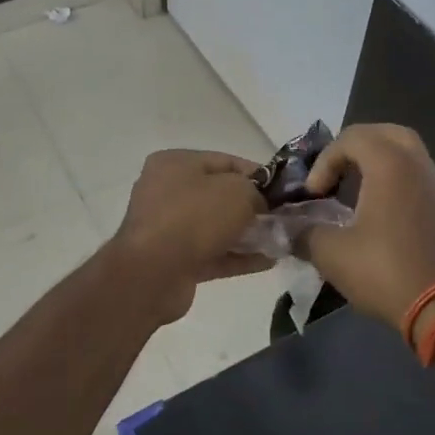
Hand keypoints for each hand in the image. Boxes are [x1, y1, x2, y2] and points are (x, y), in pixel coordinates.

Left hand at [109, 150, 271, 324]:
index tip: (282, 189)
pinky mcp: (173, 260)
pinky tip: (268, 262)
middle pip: (219, 195)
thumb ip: (255, 192)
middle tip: (282, 217)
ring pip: (216, 226)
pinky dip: (237, 256)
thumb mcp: (236, 192)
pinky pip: (212, 253)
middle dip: (252, 206)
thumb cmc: (194, 218)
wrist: (153, 273)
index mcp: (175, 163)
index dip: (257, 174)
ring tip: (280, 241)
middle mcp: (167, 191)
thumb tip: (259, 204)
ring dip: (247, 234)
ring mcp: (168, 227)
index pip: (224, 161)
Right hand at [301, 124, 434, 331]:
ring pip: (405, 152)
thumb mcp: (331, 253)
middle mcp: (416, 164)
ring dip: (375, 161)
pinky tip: (375, 207)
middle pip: (384, 133)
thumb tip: (287, 229)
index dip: (324, 162)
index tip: (313, 195)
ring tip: (351, 188)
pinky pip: (415, 174)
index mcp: (389, 164)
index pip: (351, 138)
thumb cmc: (385, 271)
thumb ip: (304, 233)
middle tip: (335, 172)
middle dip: (354, 147)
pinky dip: (392, 177)